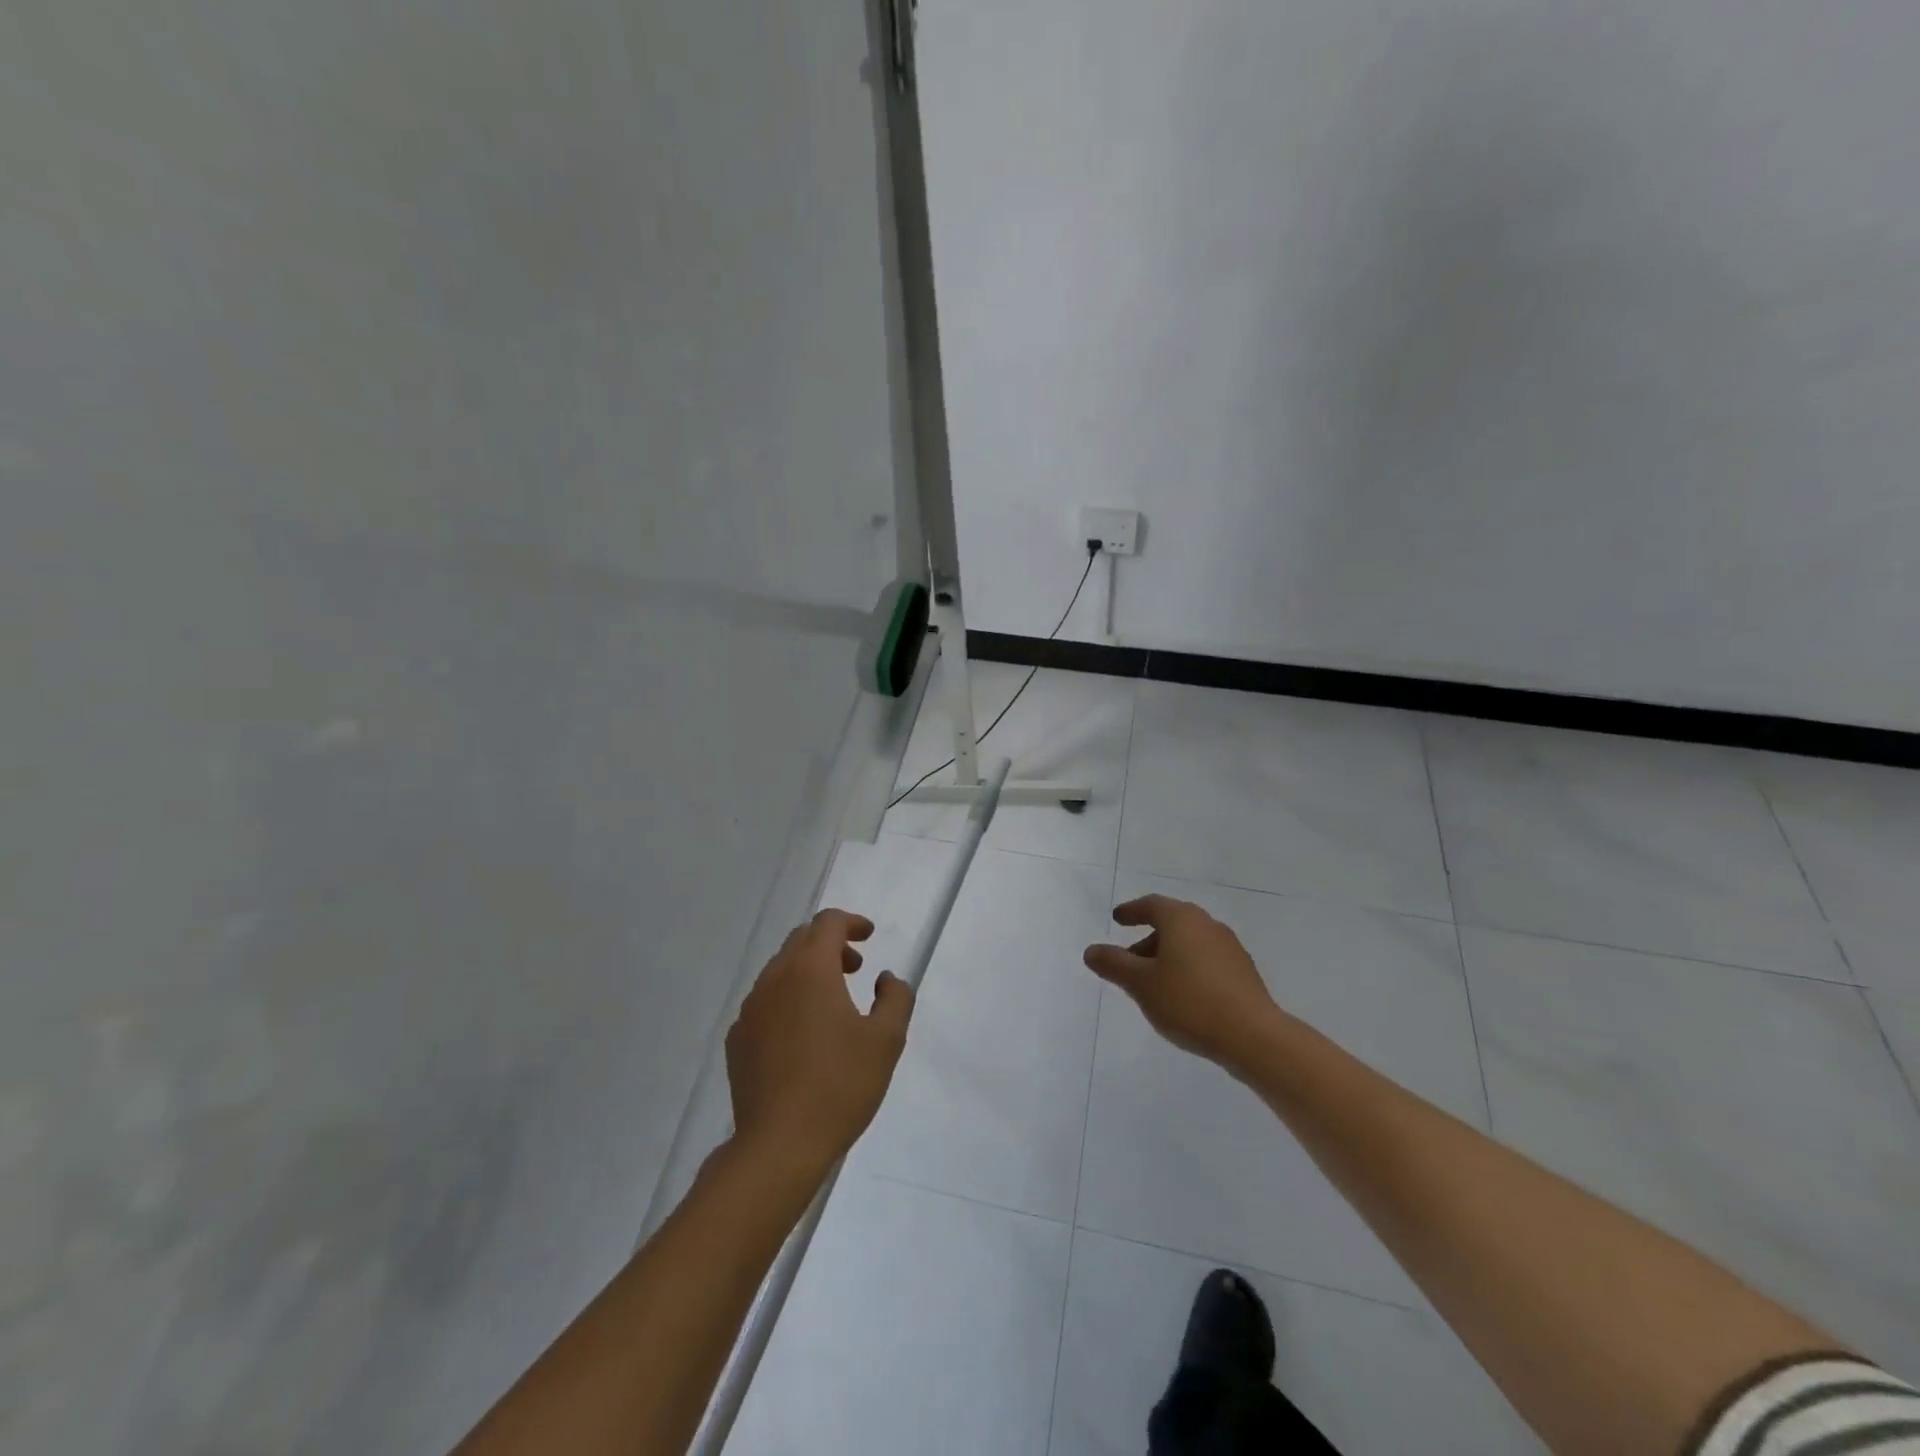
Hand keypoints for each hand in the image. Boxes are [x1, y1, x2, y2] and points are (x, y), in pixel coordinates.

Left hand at [725, 909, 913, 1176]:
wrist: (780, 1145)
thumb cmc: (840, 1085)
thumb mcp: (886, 1040)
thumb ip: (895, 998)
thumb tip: (886, 979)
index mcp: (810, 970)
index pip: (827, 923)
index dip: (851, 922)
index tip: (869, 936)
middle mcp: (774, 979)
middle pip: (800, 941)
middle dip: (830, 945)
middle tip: (856, 967)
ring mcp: (750, 1010)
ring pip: (780, 971)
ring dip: (808, 972)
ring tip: (832, 1002)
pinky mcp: (737, 1040)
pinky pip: (765, 1002)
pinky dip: (787, 1000)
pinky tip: (802, 1034)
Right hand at [1083, 894, 1279, 1074]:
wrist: (1253, 1036)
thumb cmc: (1189, 1001)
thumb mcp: (1141, 984)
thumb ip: (1114, 964)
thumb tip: (1091, 950)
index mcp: (1182, 919)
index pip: (1152, 905)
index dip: (1132, 911)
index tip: (1118, 919)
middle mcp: (1207, 925)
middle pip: (1172, 924)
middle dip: (1148, 940)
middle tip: (1129, 960)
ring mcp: (1230, 948)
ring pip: (1190, 944)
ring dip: (1168, 956)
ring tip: (1153, 985)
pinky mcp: (1243, 973)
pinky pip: (1206, 961)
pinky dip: (1188, 969)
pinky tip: (1182, 997)